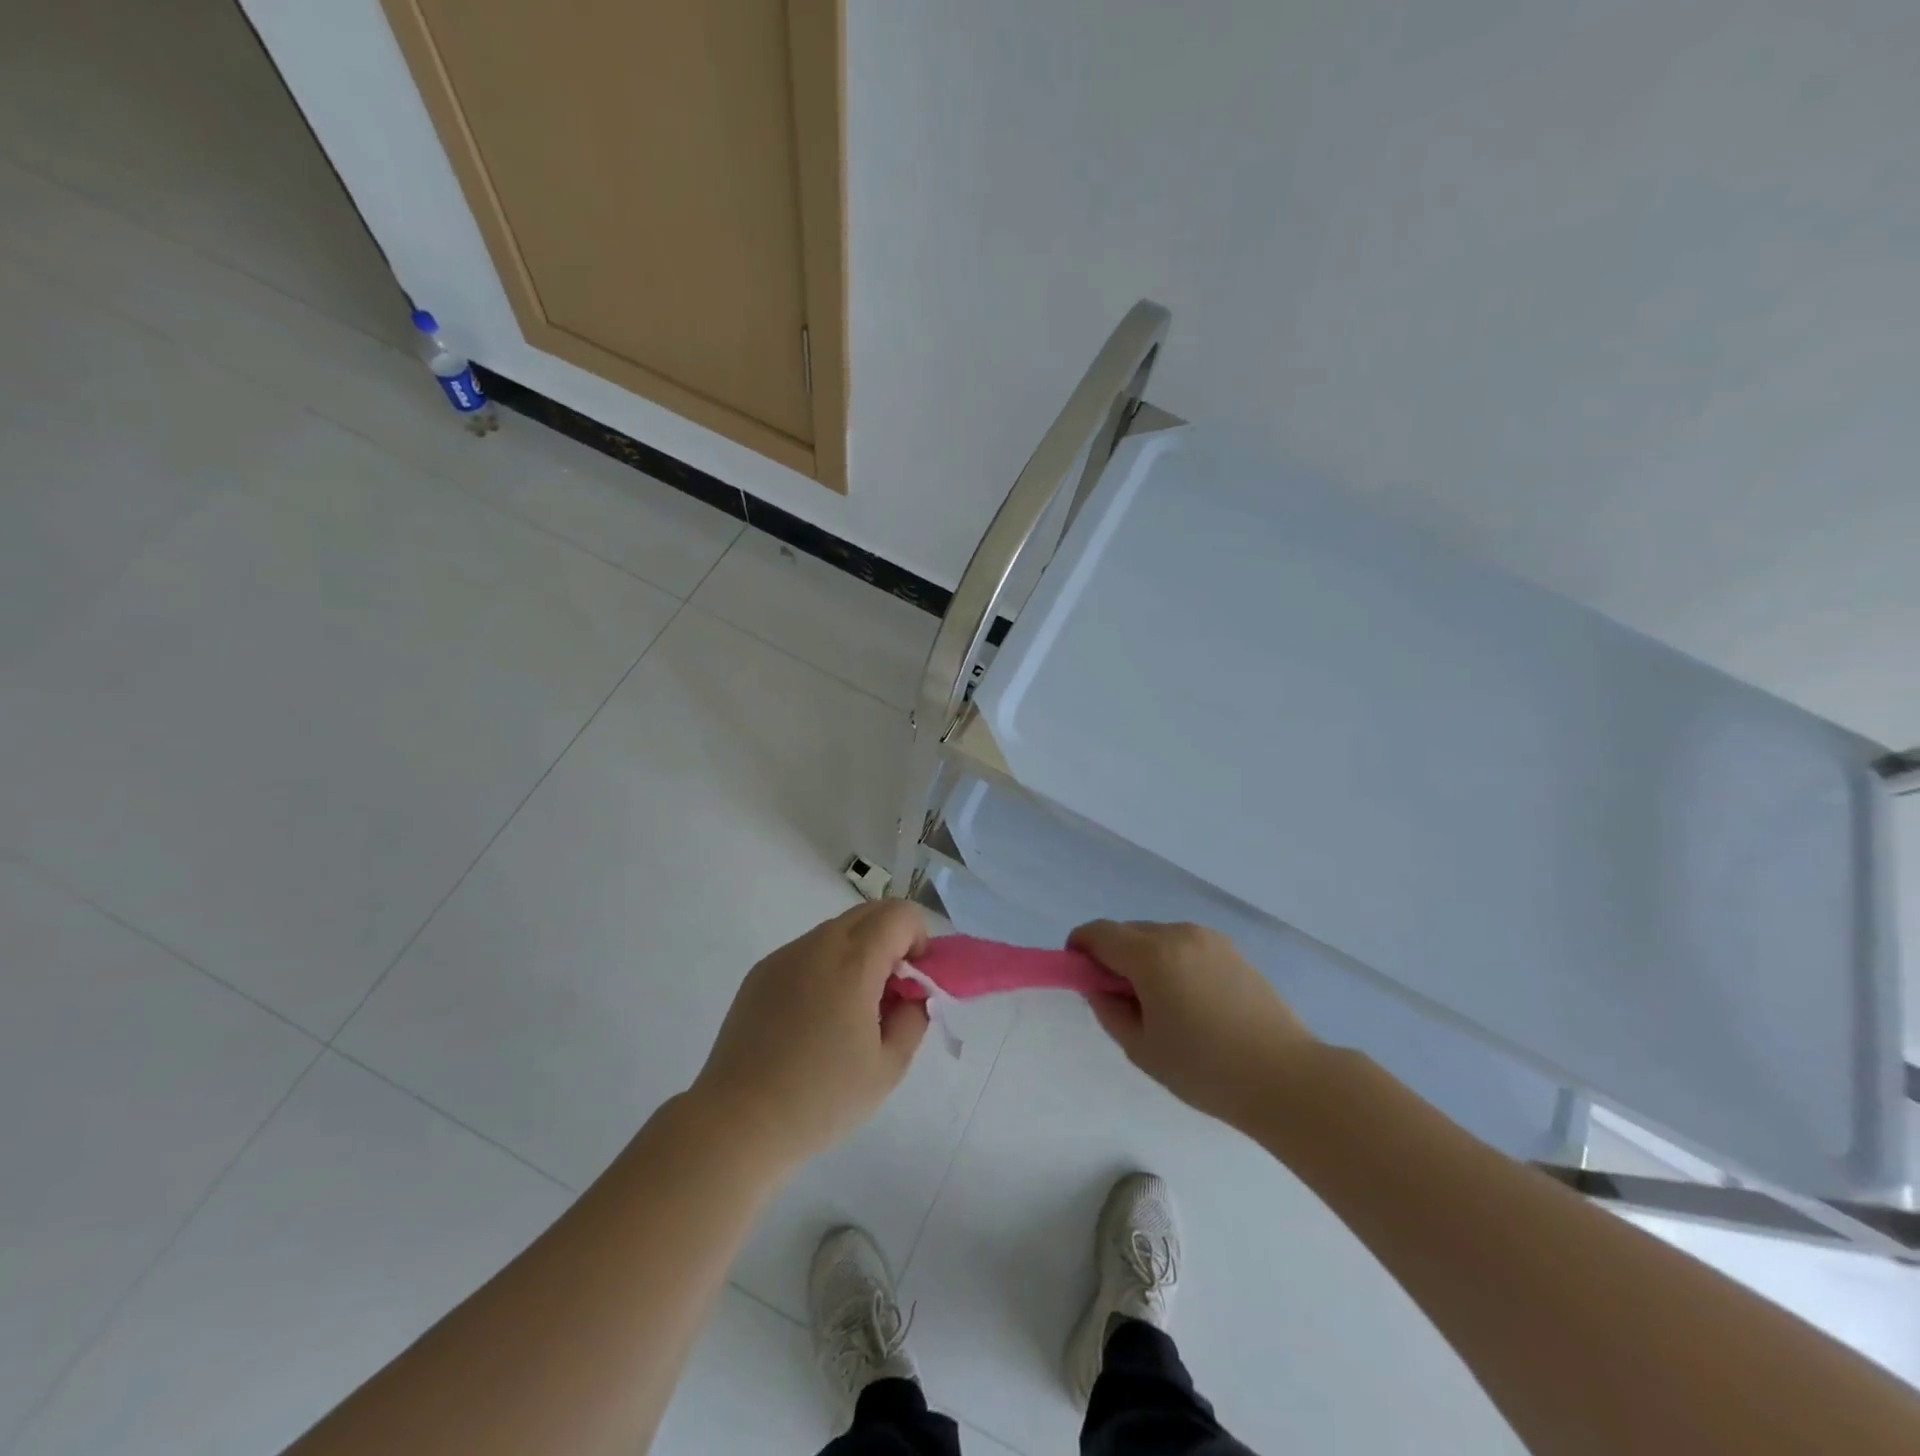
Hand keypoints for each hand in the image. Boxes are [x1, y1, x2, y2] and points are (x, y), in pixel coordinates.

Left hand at [691, 900, 929, 1171]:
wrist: (738, 1123)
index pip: (899, 914)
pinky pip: (807, 952)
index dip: (919, 938)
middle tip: (891, 992)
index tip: (915, 981)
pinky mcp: (760, 973)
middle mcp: (817, 945)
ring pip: (837, 931)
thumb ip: (913, 1018)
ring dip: (859, 952)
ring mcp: (784, 956)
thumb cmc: (821, 1099)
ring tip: (852, 1010)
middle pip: (869, 913)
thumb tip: (912, 994)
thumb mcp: (889, 1067)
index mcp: (852, 962)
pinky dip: (827, 966)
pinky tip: (816, 1018)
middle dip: (892, 941)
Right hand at [1071, 920, 1315, 1129]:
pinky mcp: (1233, 950)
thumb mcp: (1142, 1048)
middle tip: (1122, 1001)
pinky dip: (1174, 962)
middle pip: (1128, 932)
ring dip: (1145, 959)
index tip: (1080, 976)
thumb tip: (1099, 986)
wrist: (1287, 1079)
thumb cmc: (1207, 1069)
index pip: (1099, 933)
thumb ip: (1109, 1010)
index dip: (1080, 949)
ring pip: (1158, 937)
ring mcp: (1210, 939)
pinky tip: (1192, 1003)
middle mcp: (1179, 934)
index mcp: (1152, 955)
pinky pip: (1186, 946)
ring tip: (1162, 1007)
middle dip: (1114, 957)